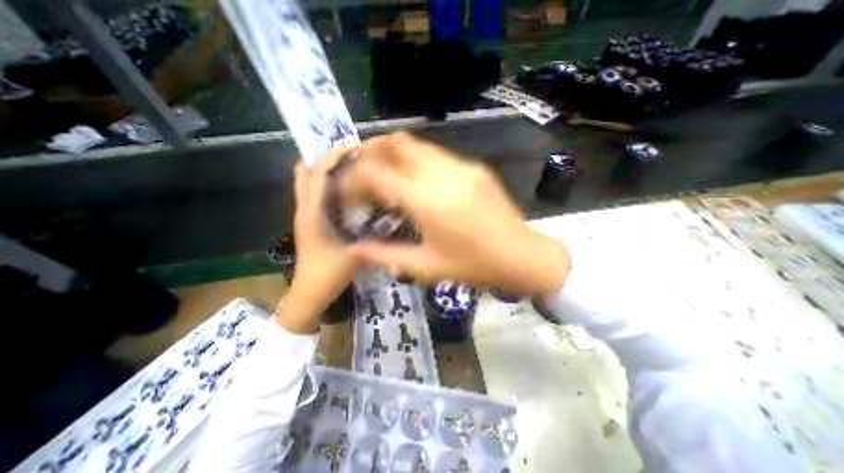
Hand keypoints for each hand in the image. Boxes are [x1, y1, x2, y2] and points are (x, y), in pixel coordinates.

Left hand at [276, 149, 356, 333]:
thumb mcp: (353, 255)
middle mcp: (304, 209)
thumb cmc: (328, 275)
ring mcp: (305, 215)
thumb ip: (370, 237)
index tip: (353, 148)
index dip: (332, 156)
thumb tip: (389, 219)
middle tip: (352, 155)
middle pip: (305, 172)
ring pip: (307, 181)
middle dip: (325, 157)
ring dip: (324, 168)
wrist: (308, 294)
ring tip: (350, 165)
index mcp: (312, 214)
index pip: (316, 174)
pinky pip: (314, 193)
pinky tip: (347, 188)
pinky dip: (326, 182)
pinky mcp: (310, 221)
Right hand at [347, 133, 569, 293]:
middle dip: (370, 152)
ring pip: (416, 144)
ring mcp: (461, 166)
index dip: (353, 179)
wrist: (521, 255)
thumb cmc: (474, 266)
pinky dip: (416, 160)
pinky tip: (416, 180)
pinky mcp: (474, 167)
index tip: (347, 192)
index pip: (375, 173)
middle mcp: (442, 174)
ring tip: (384, 173)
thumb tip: (354, 248)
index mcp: (427, 201)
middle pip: (395, 143)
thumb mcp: (426, 267)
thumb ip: (386, 255)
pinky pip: (436, 154)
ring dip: (393, 153)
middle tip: (361, 172)